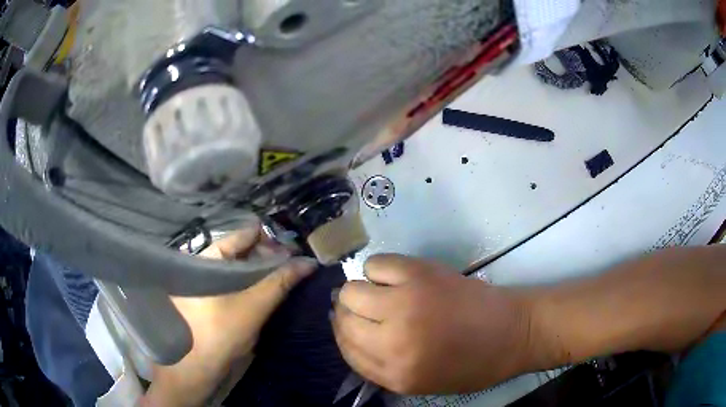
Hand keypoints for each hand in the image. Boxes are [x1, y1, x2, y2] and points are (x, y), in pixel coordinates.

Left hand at [141, 225, 316, 406]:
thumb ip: (280, 282)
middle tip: (296, 261)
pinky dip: (254, 284)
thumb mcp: (253, 306)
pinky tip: (271, 289)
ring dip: (263, 271)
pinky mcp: (211, 302)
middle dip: (269, 254)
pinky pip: (236, 285)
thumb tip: (309, 262)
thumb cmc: (219, 333)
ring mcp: (207, 285)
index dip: (269, 237)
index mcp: (209, 258)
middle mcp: (206, 266)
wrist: (195, 368)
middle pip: (242, 252)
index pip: (242, 236)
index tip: (294, 242)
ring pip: (240, 269)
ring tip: (290, 273)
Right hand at [332, 254, 531, 394]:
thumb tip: (352, 335)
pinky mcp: (420, 274)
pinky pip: (375, 265)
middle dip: (348, 313)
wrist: (514, 332)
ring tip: (381, 292)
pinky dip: (379, 270)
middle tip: (366, 309)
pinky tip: (395, 278)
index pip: (346, 350)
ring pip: (352, 290)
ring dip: (361, 291)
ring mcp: (405, 304)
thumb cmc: (472, 364)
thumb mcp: (421, 383)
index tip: (351, 326)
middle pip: (342, 318)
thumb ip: (381, 367)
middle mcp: (392, 342)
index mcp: (395, 374)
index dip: (344, 335)